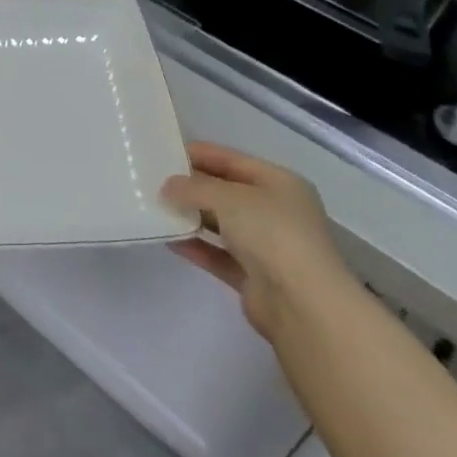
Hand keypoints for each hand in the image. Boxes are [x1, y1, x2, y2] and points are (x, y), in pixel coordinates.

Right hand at [161, 142, 351, 338]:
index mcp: (280, 183)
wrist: (302, 303)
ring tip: (156, 208)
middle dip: (193, 186)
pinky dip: (197, 246)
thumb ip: (194, 188)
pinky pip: (219, 254)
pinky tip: (169, 240)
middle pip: (227, 191)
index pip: (233, 160)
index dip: (201, 154)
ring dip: (192, 216)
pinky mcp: (255, 277)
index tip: (165, 152)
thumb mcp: (228, 197)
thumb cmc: (271, 232)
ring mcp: (267, 245)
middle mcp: (276, 210)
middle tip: (154, 181)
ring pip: (223, 224)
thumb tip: (167, 187)